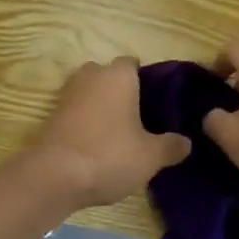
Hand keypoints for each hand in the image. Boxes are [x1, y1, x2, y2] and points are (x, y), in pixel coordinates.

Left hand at [26, 57, 190, 208]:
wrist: (54, 175)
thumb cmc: (109, 155)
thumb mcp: (151, 156)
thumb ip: (171, 146)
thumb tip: (186, 141)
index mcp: (118, 75)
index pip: (133, 63)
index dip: (146, 80)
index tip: (158, 103)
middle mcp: (91, 75)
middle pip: (110, 76)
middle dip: (122, 92)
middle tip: (141, 119)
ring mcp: (68, 93)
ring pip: (91, 93)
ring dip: (102, 107)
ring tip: (121, 134)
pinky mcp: (52, 114)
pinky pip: (77, 111)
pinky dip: (86, 121)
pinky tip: (98, 145)